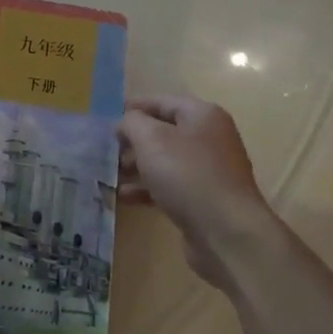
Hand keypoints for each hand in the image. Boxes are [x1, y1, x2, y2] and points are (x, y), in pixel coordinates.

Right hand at [118, 96, 272, 288]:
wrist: (226, 231)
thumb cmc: (187, 175)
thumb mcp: (152, 139)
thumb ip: (132, 123)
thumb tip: (126, 122)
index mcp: (202, 116)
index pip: (162, 102)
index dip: (134, 107)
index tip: (107, 118)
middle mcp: (209, 138)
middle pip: (163, 132)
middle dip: (133, 141)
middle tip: (106, 151)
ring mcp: (208, 171)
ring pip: (164, 161)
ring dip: (136, 167)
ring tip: (109, 176)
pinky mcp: (203, 199)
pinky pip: (169, 186)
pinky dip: (146, 189)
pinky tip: (124, 197)